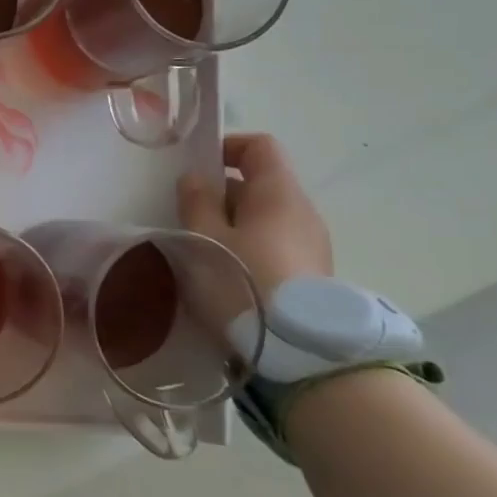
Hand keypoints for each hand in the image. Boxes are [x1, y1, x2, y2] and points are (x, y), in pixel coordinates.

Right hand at [177, 133, 332, 298]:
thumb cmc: (242, 280)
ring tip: (199, 244)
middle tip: (185, 211)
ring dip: (231, 221)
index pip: (260, 147)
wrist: (299, 350)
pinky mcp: (310, 271)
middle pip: (260, 183)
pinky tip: (223, 268)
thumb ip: (196, 202)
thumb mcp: (203, 238)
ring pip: (264, 215)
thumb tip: (195, 178)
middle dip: (221, 192)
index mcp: (278, 194)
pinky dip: (246, 243)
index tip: (195, 165)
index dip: (227, 146)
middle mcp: (302, 211)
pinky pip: (272, 241)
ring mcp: (311, 243)